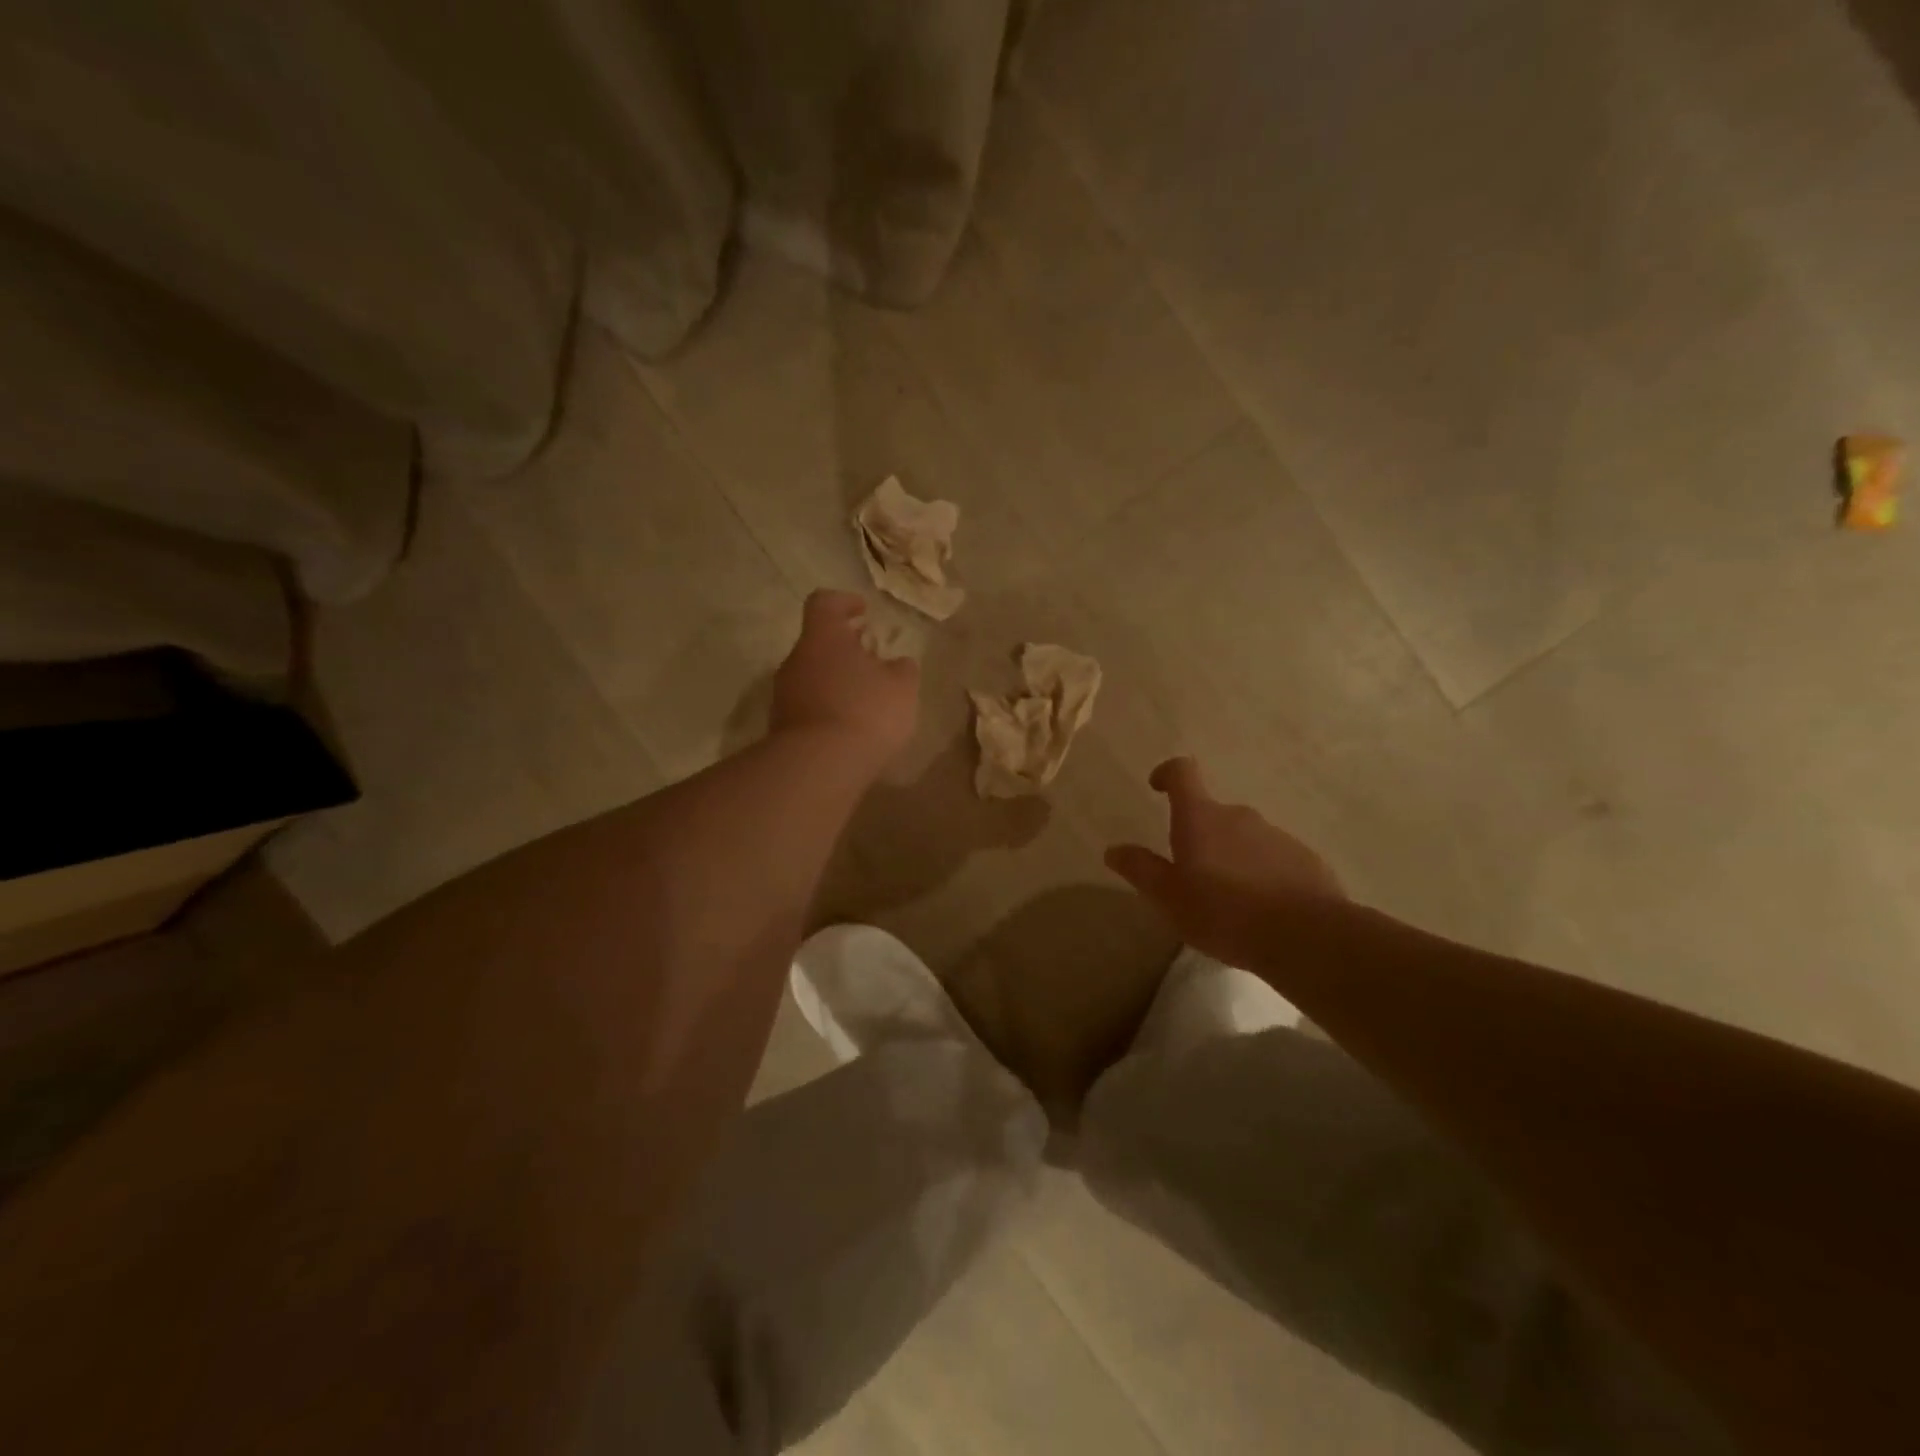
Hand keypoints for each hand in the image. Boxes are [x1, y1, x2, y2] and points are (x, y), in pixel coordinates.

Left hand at [771, 591, 919, 767]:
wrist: (819, 766)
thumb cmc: (866, 711)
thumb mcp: (902, 687)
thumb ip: (902, 669)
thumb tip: (898, 664)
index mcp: (823, 637)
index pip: (824, 603)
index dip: (845, 602)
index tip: (864, 611)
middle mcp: (797, 660)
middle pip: (818, 643)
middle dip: (845, 649)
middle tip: (872, 659)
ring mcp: (784, 694)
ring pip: (812, 676)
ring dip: (836, 681)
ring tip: (865, 698)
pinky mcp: (782, 727)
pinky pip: (808, 707)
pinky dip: (828, 709)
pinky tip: (850, 727)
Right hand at [1106, 757, 1344, 966]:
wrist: (1306, 936)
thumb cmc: (1223, 912)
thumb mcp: (1169, 897)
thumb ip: (1141, 870)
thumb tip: (1114, 849)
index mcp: (1201, 818)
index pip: (1183, 773)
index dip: (1167, 774)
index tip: (1158, 787)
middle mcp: (1239, 816)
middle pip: (1212, 813)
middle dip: (1199, 834)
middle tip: (1190, 874)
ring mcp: (1277, 835)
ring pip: (1244, 837)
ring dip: (1231, 855)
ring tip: (1228, 899)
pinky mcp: (1305, 860)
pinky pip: (1273, 858)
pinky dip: (1261, 873)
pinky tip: (1262, 909)